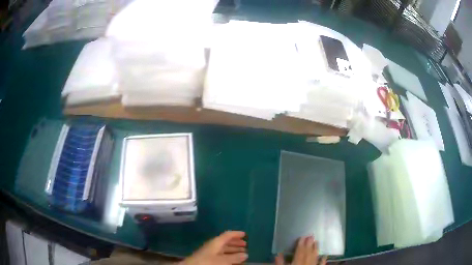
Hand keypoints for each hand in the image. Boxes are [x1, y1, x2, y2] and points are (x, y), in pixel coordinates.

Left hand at [180, 231, 247, 264]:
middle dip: (236, 243)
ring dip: (233, 250)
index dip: (236, 234)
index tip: (245, 234)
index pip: (227, 235)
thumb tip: (246, 254)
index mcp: (216, 242)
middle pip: (226, 242)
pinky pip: (221, 255)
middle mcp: (213, 245)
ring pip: (223, 249)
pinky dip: (228, 256)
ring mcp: (210, 252)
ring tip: (242, 253)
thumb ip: (234, 257)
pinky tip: (233, 260)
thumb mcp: (223, 260)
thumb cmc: (208, 262)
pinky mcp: (208, 259)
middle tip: (245, 245)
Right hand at [275, 236, 326, 264]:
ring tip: (317, 242)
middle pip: (308, 254)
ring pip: (315, 258)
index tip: (303, 237)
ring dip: (316, 250)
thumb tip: (278, 254)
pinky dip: (323, 261)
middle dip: (309, 245)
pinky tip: (325, 256)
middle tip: (311, 235)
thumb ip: (280, 263)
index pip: (299, 253)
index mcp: (297, 264)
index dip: (301, 245)